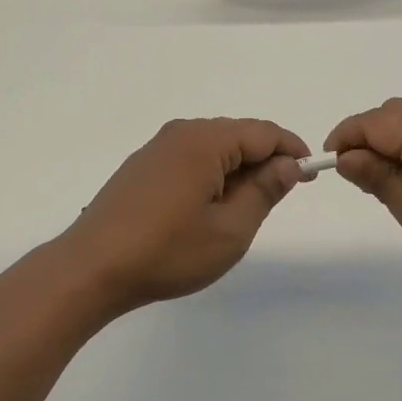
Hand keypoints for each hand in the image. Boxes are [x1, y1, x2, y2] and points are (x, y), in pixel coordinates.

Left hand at [61, 117, 309, 311]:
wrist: (91, 268)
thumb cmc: (167, 251)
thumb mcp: (230, 230)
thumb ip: (264, 191)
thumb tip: (287, 164)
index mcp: (206, 140)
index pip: (263, 132)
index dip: (291, 149)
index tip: (310, 174)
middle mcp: (181, 133)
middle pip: (237, 135)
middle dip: (264, 160)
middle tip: (281, 194)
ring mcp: (157, 148)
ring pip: (213, 147)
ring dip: (237, 169)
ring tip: (246, 206)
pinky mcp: (142, 166)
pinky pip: (190, 157)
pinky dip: (211, 173)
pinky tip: (208, 206)